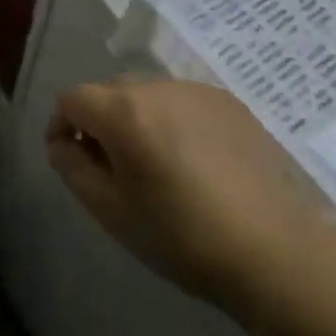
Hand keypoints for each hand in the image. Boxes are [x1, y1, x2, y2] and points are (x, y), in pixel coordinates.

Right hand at [46, 78, 335, 318]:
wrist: (273, 249)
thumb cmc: (180, 235)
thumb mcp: (110, 210)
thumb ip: (72, 167)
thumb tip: (62, 141)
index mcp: (122, 110)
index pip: (71, 98)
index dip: (62, 127)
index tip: (73, 161)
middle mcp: (156, 86)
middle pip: (109, 91)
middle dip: (99, 123)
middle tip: (114, 171)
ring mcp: (196, 90)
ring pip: (147, 95)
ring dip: (138, 121)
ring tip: (158, 168)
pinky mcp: (228, 102)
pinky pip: (182, 102)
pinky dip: (174, 122)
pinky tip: (195, 164)